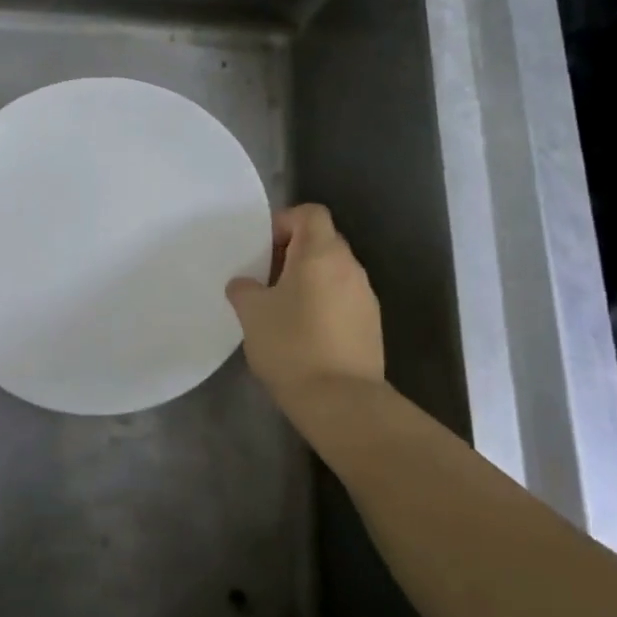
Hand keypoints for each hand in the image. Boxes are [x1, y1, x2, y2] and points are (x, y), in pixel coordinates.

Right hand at [226, 204, 384, 417]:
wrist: (342, 402)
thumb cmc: (292, 345)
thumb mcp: (252, 313)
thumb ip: (244, 289)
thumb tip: (244, 284)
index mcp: (321, 253)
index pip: (310, 213)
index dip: (285, 222)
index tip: (264, 248)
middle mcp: (349, 267)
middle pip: (322, 241)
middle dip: (293, 253)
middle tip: (267, 278)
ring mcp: (366, 297)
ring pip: (334, 272)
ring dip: (310, 280)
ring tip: (283, 308)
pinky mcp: (372, 326)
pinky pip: (343, 299)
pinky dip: (324, 304)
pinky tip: (304, 333)